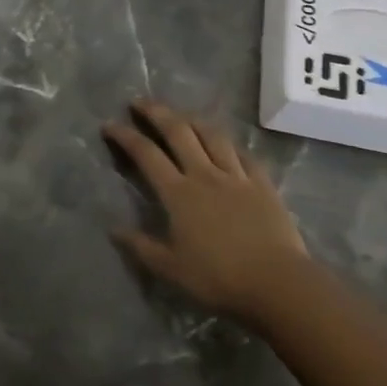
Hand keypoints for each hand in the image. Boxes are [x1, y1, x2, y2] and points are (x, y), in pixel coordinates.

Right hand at [104, 100, 308, 322]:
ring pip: (212, 135)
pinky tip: (227, 144)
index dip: (126, 136)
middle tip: (140, 102)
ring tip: (181, 114)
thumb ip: (142, 247)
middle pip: (178, 132)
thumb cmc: (219, 279)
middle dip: (156, 112)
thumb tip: (114, 229)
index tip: (109, 125)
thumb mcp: (172, 269)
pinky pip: (244, 155)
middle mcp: (204, 174)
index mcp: (179, 193)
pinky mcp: (262, 183)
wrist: (277, 283)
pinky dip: (230, 145)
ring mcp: (236, 175)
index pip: (146, 154)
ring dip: (192, 119)